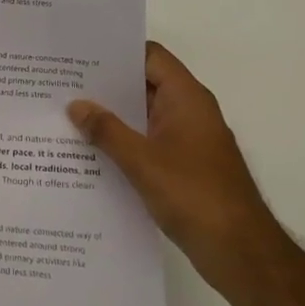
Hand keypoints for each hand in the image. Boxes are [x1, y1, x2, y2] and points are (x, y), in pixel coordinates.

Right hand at [68, 41, 282, 297]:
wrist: (241, 254)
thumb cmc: (194, 196)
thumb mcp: (142, 161)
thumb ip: (107, 130)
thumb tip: (76, 104)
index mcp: (186, 98)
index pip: (150, 56)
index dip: (117, 52)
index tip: (80, 54)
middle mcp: (190, 112)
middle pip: (145, 84)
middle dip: (106, 85)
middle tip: (63, 84)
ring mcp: (189, 140)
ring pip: (144, 116)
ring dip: (113, 116)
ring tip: (68, 115)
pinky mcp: (185, 167)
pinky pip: (149, 141)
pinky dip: (124, 142)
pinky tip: (91, 152)